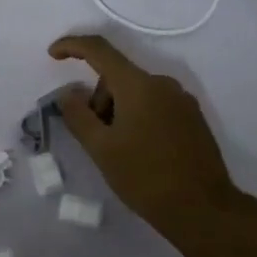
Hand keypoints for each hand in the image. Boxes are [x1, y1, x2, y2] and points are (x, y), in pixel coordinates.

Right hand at [49, 33, 243, 228]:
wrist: (204, 210)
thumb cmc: (145, 177)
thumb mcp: (101, 149)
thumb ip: (78, 116)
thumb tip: (68, 93)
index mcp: (138, 85)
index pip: (99, 50)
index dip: (72, 46)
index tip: (53, 54)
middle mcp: (163, 84)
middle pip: (117, 77)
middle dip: (98, 100)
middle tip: (94, 138)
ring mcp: (182, 100)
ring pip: (136, 93)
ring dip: (118, 111)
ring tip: (119, 151)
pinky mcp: (193, 118)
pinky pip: (155, 105)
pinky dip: (138, 118)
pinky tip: (140, 152)